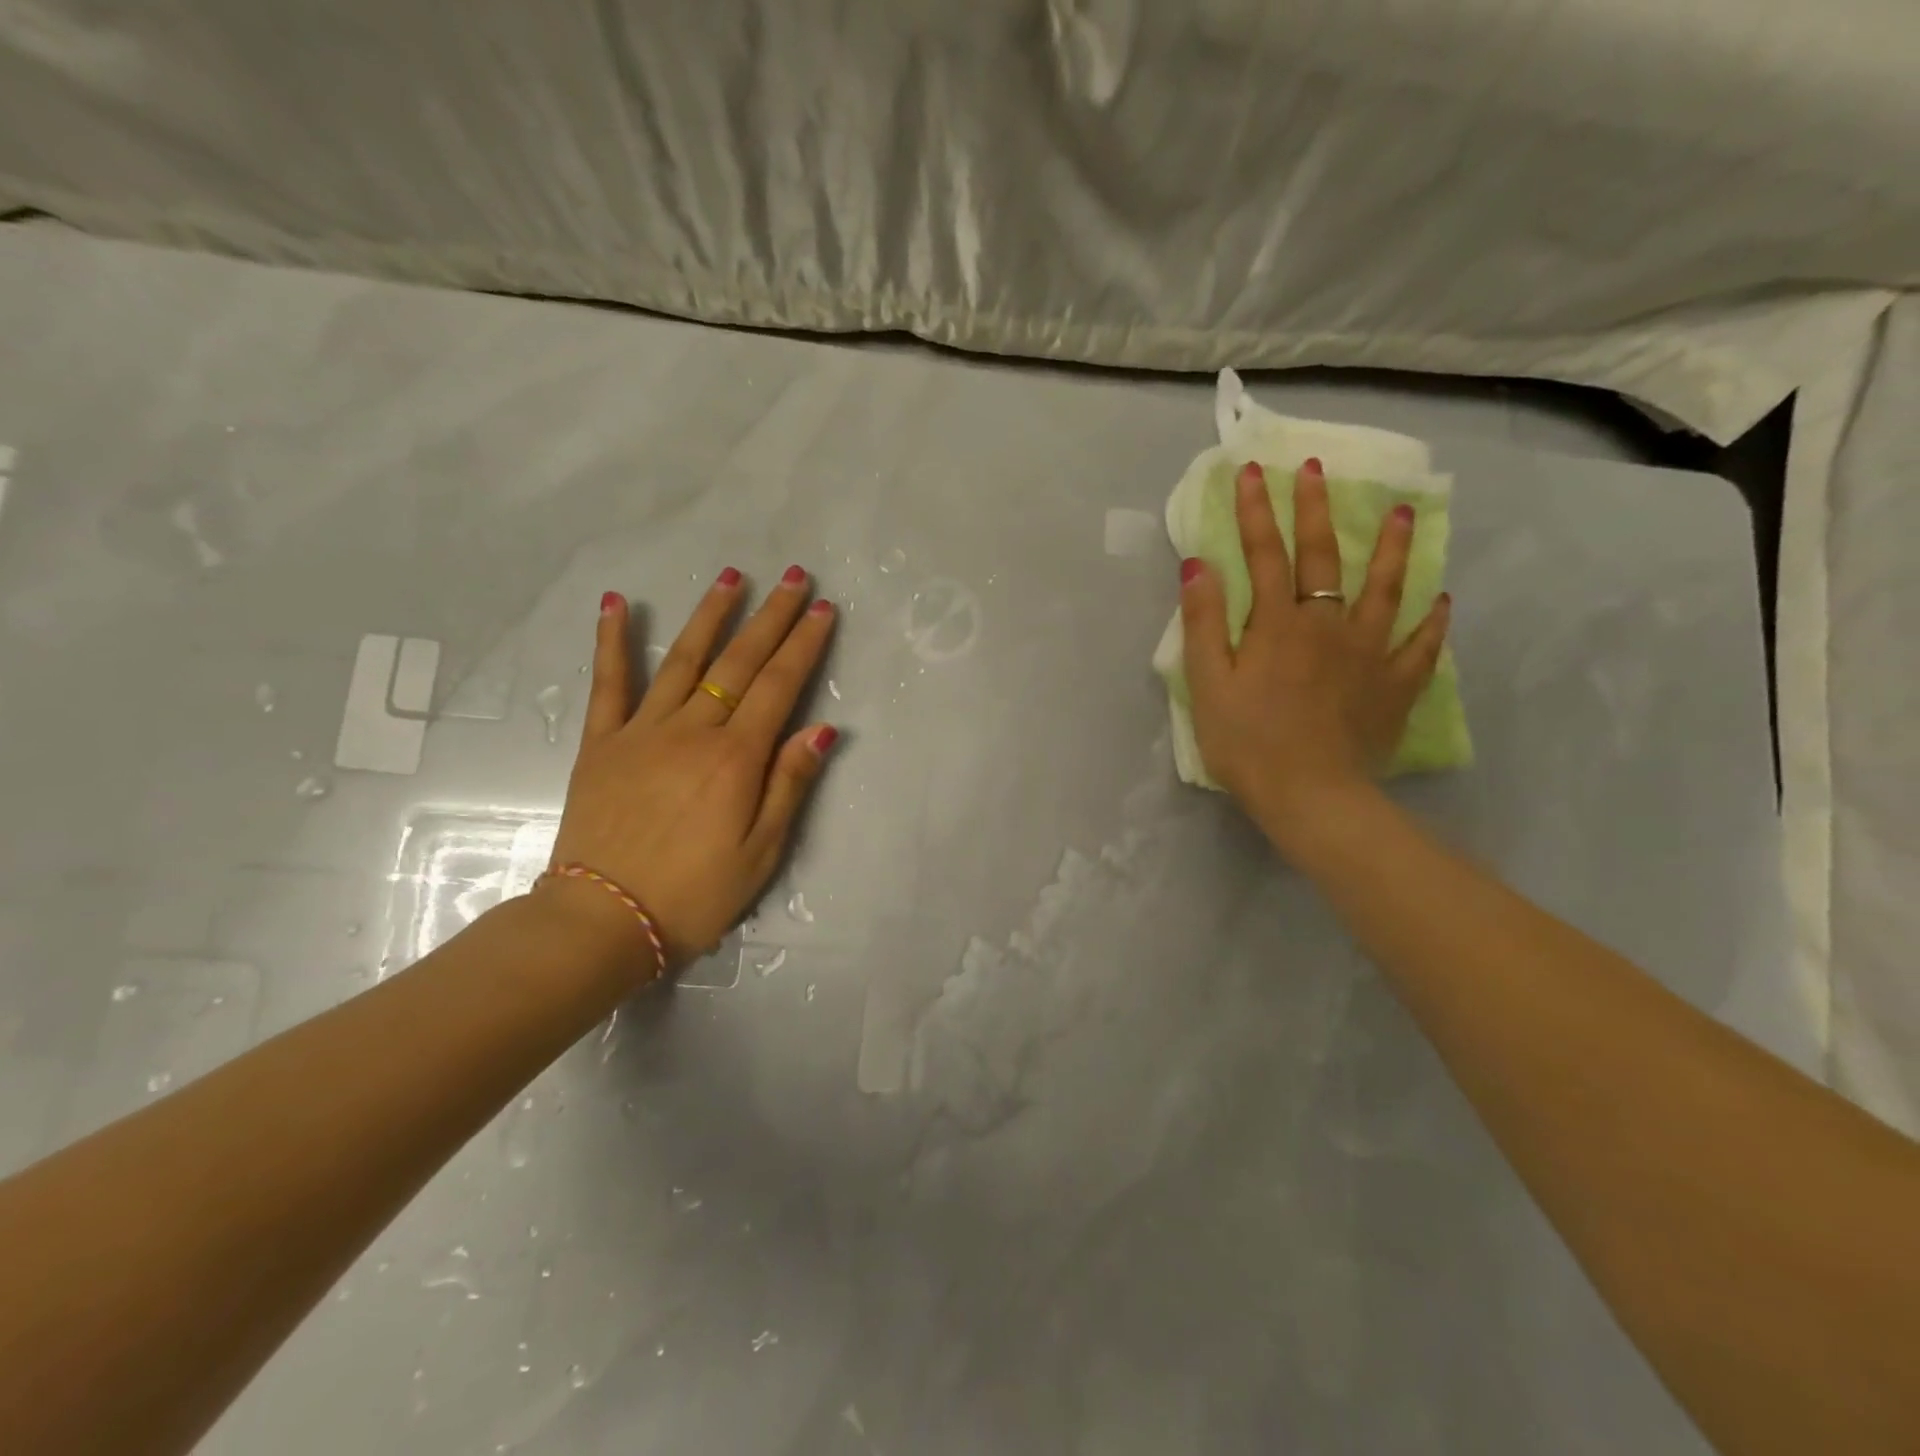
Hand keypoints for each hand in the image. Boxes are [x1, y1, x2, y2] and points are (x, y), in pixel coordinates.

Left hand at [538, 566, 838, 973]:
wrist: (603, 921)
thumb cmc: (695, 894)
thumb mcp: (761, 851)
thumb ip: (789, 784)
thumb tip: (822, 728)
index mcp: (736, 758)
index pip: (779, 686)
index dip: (805, 645)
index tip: (823, 609)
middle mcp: (693, 731)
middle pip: (739, 662)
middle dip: (772, 617)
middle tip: (794, 577)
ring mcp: (642, 731)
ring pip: (684, 660)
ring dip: (710, 615)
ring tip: (732, 576)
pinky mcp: (602, 744)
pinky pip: (609, 684)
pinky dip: (613, 642)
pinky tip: (618, 604)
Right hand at [1179, 459, 1449, 853]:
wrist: (1310, 796)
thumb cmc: (1247, 742)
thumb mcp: (1208, 684)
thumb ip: (1204, 623)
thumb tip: (1198, 565)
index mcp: (1277, 624)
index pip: (1265, 555)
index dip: (1256, 512)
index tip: (1252, 471)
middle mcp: (1328, 625)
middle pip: (1323, 558)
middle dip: (1316, 509)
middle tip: (1317, 469)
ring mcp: (1369, 653)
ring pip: (1385, 589)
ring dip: (1390, 548)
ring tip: (1401, 512)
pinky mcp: (1395, 686)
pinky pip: (1421, 646)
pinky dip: (1432, 622)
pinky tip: (1440, 601)